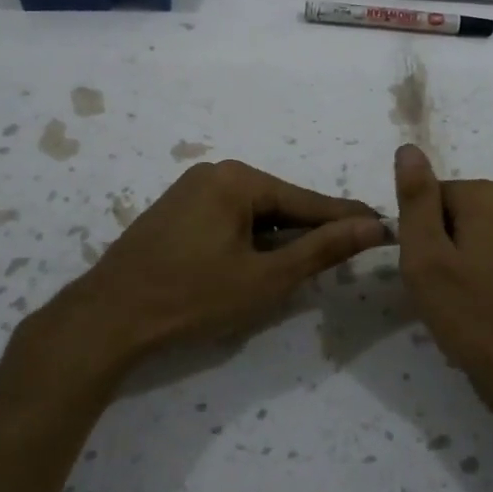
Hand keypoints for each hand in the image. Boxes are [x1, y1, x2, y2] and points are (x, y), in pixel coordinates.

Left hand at [31, 159, 388, 376]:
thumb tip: (371, 225)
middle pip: (279, 204)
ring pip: (253, 215)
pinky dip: (250, 242)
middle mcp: (214, 174)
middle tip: (348, 254)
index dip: (346, 219)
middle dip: (310, 232)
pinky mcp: (175, 213)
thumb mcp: (266, 278)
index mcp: (238, 179)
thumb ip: (321, 249)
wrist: (108, 318)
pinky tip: (260, 265)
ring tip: (308, 266)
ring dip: (279, 240)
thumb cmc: (193, 297)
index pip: (307, 200)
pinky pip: (228, 221)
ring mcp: (190, 191)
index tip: (384, 225)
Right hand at [393, 144, 492, 436]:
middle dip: (439, 249)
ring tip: (460, 307)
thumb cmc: (474, 317)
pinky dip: (483, 281)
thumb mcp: (427, 257)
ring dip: (459, 267)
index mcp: (489, 197)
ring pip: (475, 240)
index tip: (422, 271)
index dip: (418, 235)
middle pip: (454, 215)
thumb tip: (408, 149)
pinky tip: (483, 313)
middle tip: (438, 293)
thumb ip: (415, 199)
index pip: (430, 197)